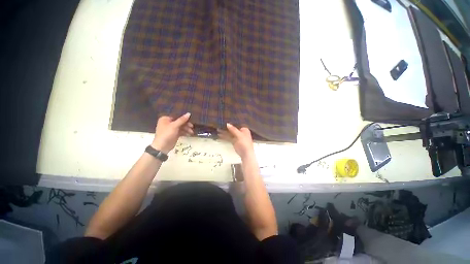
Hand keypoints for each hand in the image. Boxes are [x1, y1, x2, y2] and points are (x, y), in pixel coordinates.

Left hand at [151, 113, 193, 153]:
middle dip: (186, 124)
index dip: (184, 117)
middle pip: (180, 121)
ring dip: (187, 129)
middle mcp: (168, 123)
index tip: (191, 118)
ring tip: (191, 132)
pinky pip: (181, 131)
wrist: (162, 147)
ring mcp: (172, 129)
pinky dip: (185, 132)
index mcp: (166, 119)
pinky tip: (189, 134)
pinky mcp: (174, 134)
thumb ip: (182, 120)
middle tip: (192, 126)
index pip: (177, 116)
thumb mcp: (174, 126)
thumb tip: (189, 113)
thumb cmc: (166, 134)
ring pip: (181, 127)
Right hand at [218, 123, 254, 159]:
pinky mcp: (234, 142)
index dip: (231, 123)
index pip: (236, 125)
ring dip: (224, 132)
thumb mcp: (239, 135)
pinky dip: (224, 137)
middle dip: (226, 128)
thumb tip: (227, 124)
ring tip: (218, 130)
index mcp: (244, 129)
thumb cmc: (245, 143)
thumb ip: (233, 129)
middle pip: (232, 129)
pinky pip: (229, 138)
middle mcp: (240, 132)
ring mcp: (237, 137)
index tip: (224, 121)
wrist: (246, 153)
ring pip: (230, 134)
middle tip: (219, 125)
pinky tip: (219, 135)